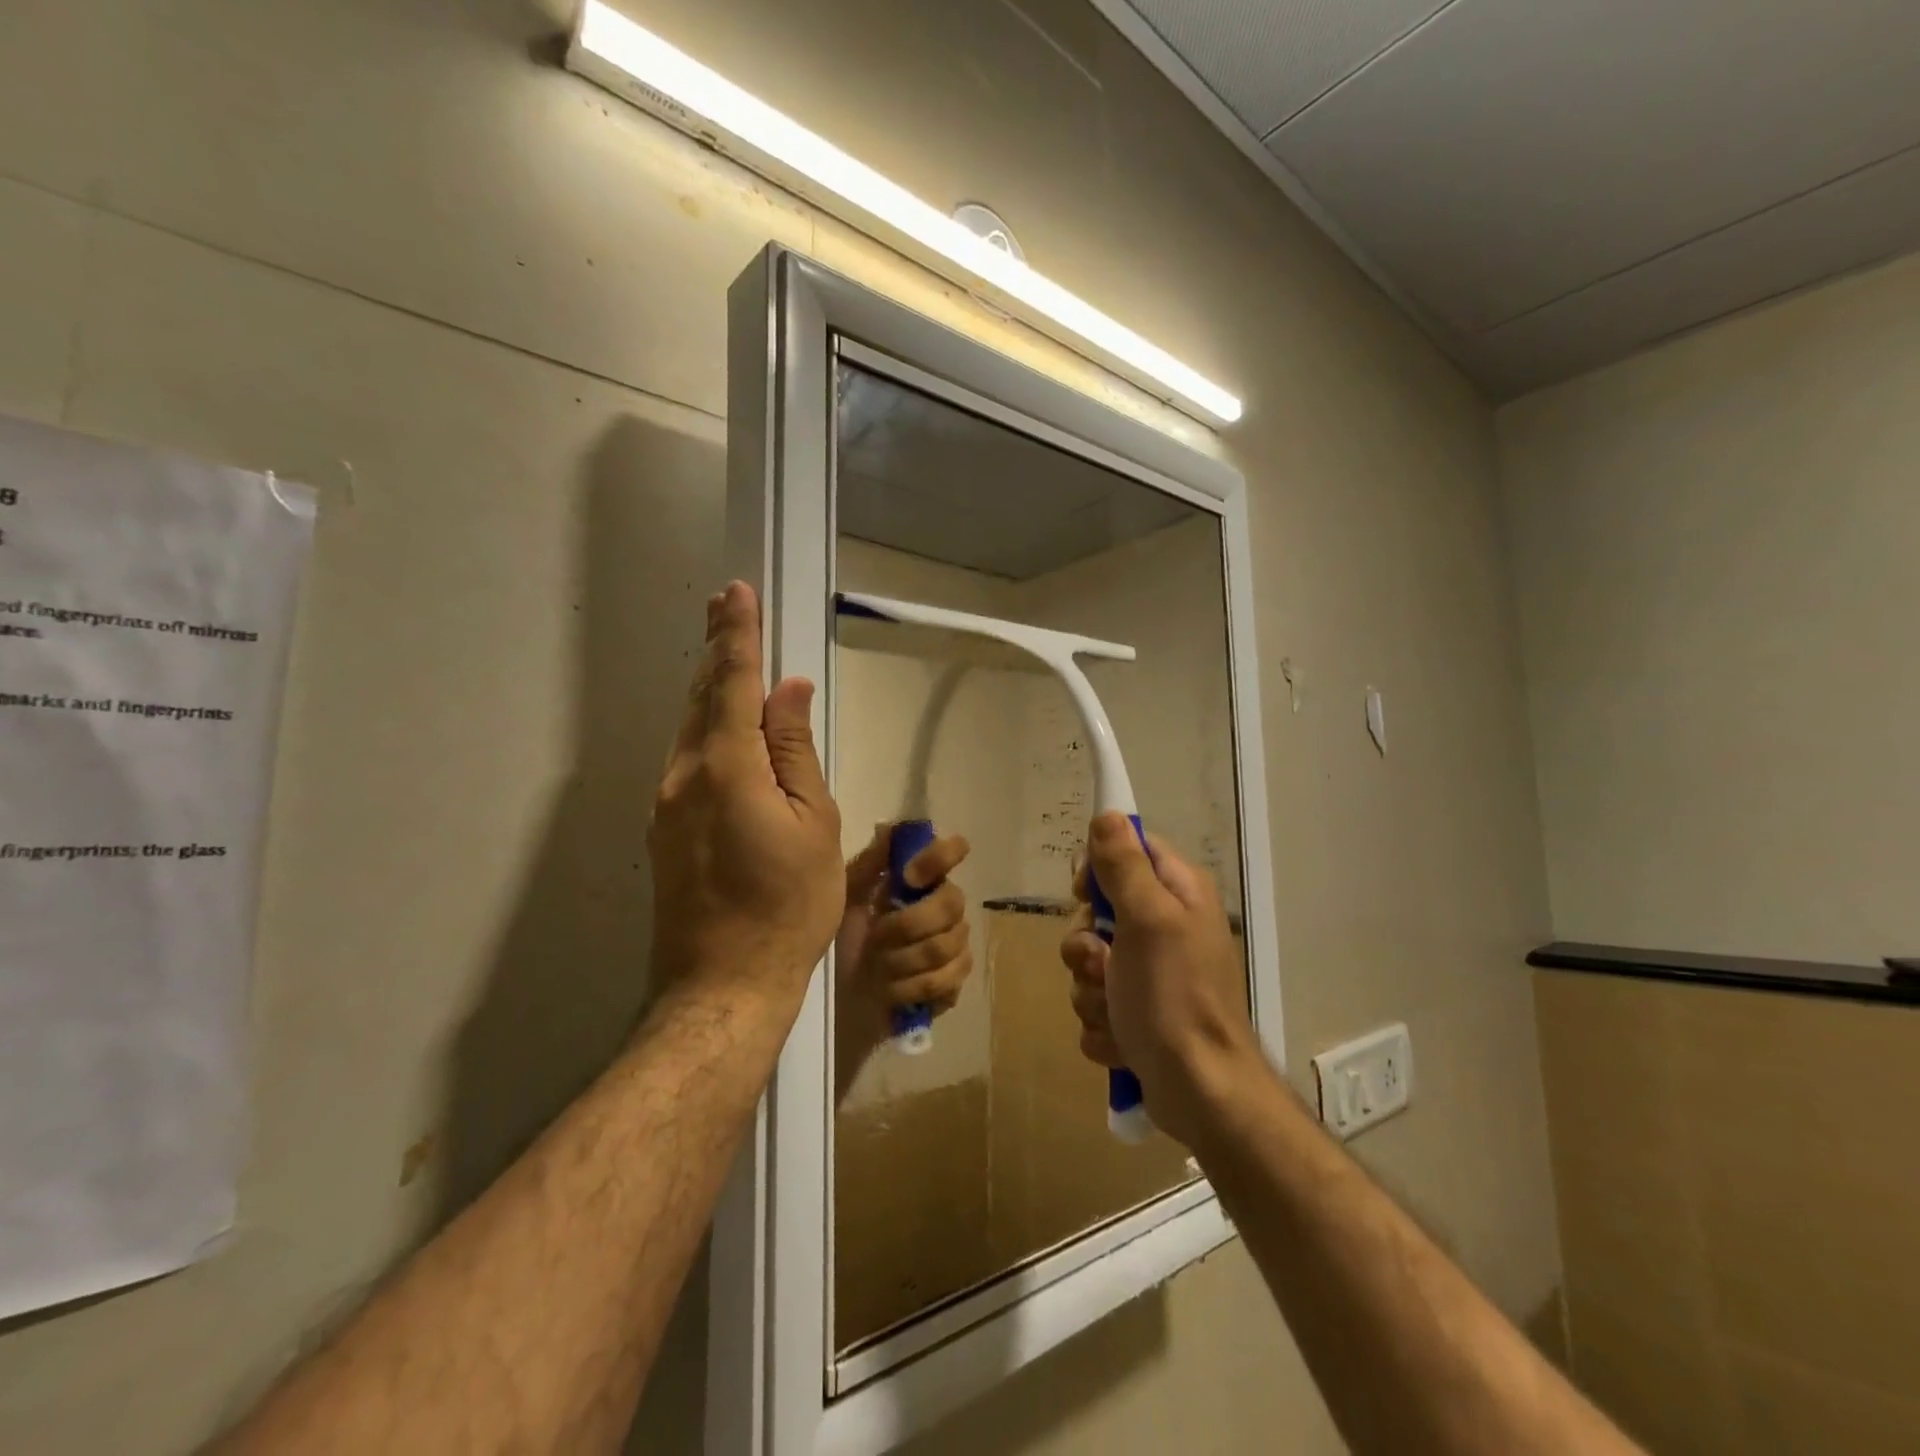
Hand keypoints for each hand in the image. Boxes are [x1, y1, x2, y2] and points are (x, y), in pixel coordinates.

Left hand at [648, 583, 843, 1005]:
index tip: (735, 594)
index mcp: (725, 766)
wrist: (723, 983)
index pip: (730, 682)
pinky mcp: (665, 830)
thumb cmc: (787, 904)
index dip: (736, 634)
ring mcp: (666, 805)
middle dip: (717, 652)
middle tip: (727, 610)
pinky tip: (726, 733)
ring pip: (690, 730)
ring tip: (731, 663)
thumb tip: (789, 692)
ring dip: (711, 692)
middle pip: (701, 699)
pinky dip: (707, 732)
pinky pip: (687, 762)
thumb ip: (795, 750)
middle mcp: (683, 775)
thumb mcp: (812, 822)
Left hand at [836, 825, 973, 1049]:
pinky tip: (892, 989)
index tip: (909, 877)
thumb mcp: (846, 898)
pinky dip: (912, 986)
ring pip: (947, 944)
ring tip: (878, 966)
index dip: (938, 858)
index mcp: (921, 879)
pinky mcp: (956, 979)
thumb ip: (868, 865)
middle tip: (876, 937)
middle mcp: (945, 904)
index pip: (951, 851)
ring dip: (904, 960)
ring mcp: (956, 942)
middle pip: (952, 902)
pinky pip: (948, 978)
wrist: (844, 993)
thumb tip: (888, 828)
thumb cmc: (846, 938)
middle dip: (908, 924)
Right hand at [1060, 812, 1263, 1146]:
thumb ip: (1124, 865)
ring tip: (1118, 1012)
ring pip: (1088, 962)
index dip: (1097, 868)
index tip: (1085, 893)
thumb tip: (1108, 813)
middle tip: (1104, 964)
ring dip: (1091, 990)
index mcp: (1177, 893)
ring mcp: (1150, 973)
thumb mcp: (1148, 919)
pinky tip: (1123, 1039)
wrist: (1200, 1091)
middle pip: (1096, 911)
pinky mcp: (1136, 1013)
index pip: (1127, 850)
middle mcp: (1165, 926)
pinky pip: (1095, 1002)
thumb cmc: (1175, 996)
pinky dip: (1102, 1023)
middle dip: (1086, 945)